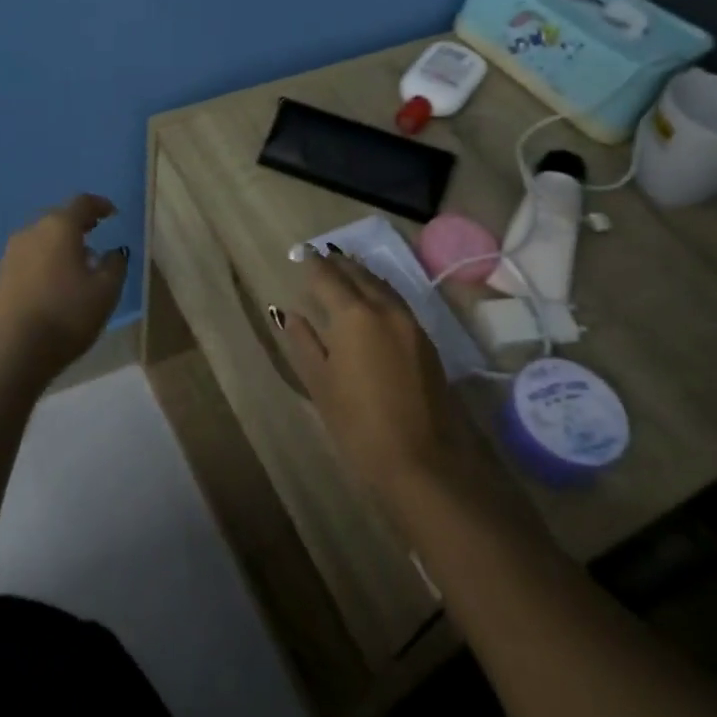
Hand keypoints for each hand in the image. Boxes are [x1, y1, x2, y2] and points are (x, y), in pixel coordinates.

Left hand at [0, 195, 128, 387]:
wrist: (12, 351)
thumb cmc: (66, 314)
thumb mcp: (105, 292)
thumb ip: (115, 265)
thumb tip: (114, 252)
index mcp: (59, 227)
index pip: (82, 203)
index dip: (100, 205)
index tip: (112, 213)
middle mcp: (32, 231)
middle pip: (59, 218)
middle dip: (79, 224)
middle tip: (96, 233)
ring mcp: (12, 252)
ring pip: (42, 238)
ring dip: (61, 243)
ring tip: (79, 261)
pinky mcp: (1, 274)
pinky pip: (30, 256)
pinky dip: (46, 259)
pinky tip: (56, 280)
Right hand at [272, 248, 482, 505]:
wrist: (423, 462)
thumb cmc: (359, 425)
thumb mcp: (320, 384)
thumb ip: (304, 342)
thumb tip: (290, 313)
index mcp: (353, 315)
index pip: (328, 277)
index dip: (312, 264)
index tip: (300, 254)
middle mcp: (384, 309)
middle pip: (359, 274)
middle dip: (339, 263)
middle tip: (322, 254)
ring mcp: (410, 324)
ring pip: (382, 285)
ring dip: (362, 274)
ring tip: (345, 269)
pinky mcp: (426, 341)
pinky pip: (397, 301)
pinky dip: (380, 291)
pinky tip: (372, 299)